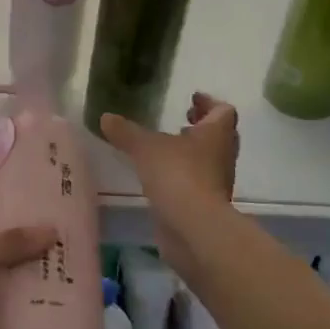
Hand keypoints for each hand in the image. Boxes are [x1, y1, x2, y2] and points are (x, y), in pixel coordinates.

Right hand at [101, 93, 239, 274]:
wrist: (194, 229)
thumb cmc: (177, 175)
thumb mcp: (145, 147)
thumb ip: (126, 131)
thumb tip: (106, 117)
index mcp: (216, 134)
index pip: (224, 111)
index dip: (210, 102)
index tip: (192, 99)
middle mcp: (222, 156)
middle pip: (220, 135)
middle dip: (202, 127)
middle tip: (181, 121)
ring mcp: (217, 183)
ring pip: (209, 160)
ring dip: (193, 152)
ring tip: (167, 148)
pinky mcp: (206, 205)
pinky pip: (198, 182)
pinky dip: (184, 175)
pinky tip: (161, 176)